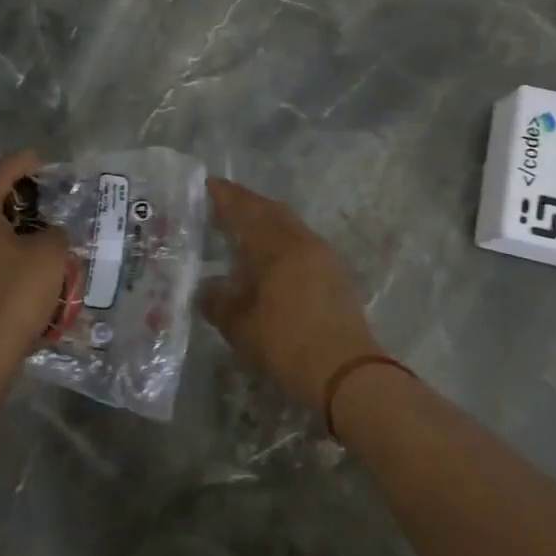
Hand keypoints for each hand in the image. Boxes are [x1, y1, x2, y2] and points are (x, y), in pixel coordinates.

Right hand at [203, 178, 382, 408]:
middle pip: (271, 210)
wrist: (346, 371)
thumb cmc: (287, 343)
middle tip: (224, 203)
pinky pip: (301, 241)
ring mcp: (323, 255)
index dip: (226, 197)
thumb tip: (208, 291)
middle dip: (247, 203)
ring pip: (289, 225)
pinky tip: (271, 257)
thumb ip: (220, 303)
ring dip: (266, 220)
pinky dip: (281, 239)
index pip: (246, 210)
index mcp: (276, 245)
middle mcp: (301, 241)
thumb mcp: (241, 327)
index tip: (209, 184)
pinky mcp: (335, 273)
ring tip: (244, 228)